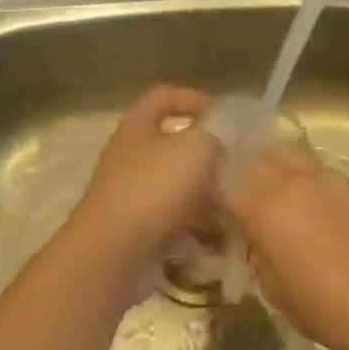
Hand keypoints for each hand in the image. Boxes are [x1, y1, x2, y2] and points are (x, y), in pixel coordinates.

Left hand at [69, 86, 219, 297]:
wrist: (114, 252)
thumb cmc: (154, 187)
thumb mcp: (195, 149)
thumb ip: (212, 141)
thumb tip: (214, 149)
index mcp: (137, 128)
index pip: (159, 98)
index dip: (186, 97)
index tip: (212, 107)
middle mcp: (129, 159)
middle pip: (168, 146)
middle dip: (201, 154)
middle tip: (233, 162)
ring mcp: (130, 197)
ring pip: (174, 188)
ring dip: (202, 195)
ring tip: (233, 204)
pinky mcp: (137, 232)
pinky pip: (172, 224)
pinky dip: (195, 230)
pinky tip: (219, 238)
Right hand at [225, 143, 348, 349]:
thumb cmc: (327, 308)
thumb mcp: (274, 287)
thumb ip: (254, 250)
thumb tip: (249, 236)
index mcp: (264, 206)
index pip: (222, 179)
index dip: (211, 190)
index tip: (210, 206)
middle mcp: (290, 180)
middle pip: (253, 156)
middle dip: (240, 171)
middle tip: (238, 195)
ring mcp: (324, 175)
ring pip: (285, 154)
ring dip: (272, 167)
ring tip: (273, 193)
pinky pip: (315, 168)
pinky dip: (302, 177)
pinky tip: (310, 204)